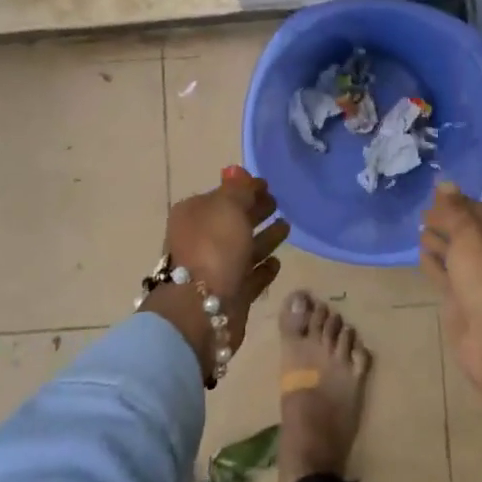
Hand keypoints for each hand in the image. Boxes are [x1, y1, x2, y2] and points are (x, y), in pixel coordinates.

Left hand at [144, 167, 288, 379]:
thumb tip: (238, 172)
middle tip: (279, 204)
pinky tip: (277, 262)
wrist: (201, 310)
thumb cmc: (214, 248)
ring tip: (287, 227)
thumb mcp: (227, 207)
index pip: (223, 195)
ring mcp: (215, 268)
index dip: (245, 189)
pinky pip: (250, 276)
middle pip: (233, 221)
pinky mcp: (230, 294)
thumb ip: (238, 189)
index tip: (268, 186)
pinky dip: (263, 269)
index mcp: (194, 214)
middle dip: (255, 211)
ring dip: (264, 238)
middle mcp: (201, 239)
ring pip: (244, 248)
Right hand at [422, 179, 481, 439]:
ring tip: (419, 227)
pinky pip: (444, 273)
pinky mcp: (460, 298)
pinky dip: (433, 263)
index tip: (436, 191)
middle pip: (467, 230)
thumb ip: (455, 209)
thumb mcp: (470, 235)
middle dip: (446, 219)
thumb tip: (444, 182)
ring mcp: (477, 277)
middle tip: (423, 210)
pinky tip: (421, 253)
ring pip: (455, 252)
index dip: (460, 200)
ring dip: (438, 239)